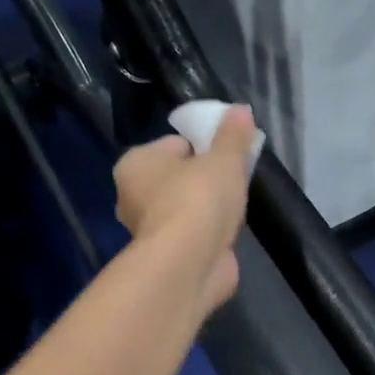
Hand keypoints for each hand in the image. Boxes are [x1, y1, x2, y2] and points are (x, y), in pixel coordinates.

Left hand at [113, 106, 255, 315]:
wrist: (190, 264)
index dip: (204, 147)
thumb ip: (233, 135)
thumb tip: (241, 110)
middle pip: (178, 177)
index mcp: (135, 164)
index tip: (228, 155)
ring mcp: (149, 230)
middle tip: (234, 180)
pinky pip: (193, 235)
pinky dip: (209, 234)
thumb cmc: (199, 199)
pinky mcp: (167, 257)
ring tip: (235, 208)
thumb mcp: (224, 159)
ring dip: (208, 209)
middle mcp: (133, 196)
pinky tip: (228, 233)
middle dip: (205, 179)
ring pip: (186, 208)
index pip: (174, 145)